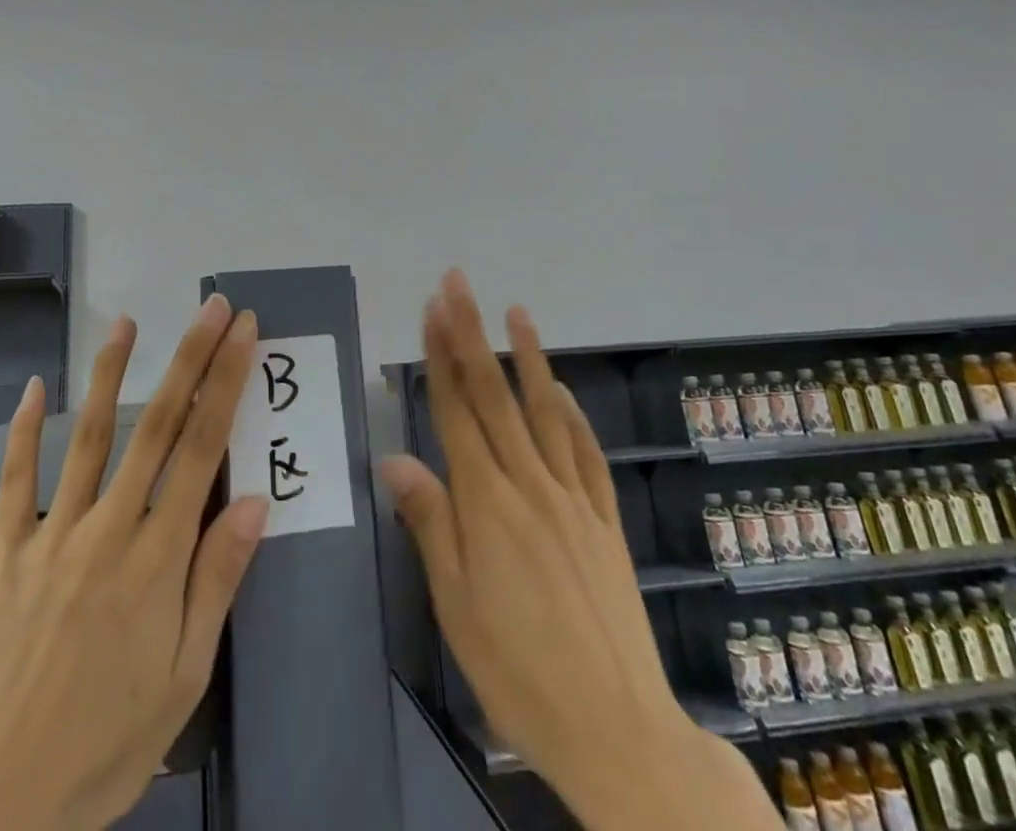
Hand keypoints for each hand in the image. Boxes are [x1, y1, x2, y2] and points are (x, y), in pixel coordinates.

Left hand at [0, 295, 268, 830]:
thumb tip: (256, 502)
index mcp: (157, 558)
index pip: (201, 450)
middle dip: (189, 360)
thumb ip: (217, 581)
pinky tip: (35, 387)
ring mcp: (51, 535)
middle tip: (211, 308)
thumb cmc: (109, 742)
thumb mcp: (185, 676)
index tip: (242, 336)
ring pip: (89, 437)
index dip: (225, 385)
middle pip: (156, 426)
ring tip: (129, 322)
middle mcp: (107, 529)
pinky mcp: (6, 552)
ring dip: (112, 374)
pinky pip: (14, 481)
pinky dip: (24, 431)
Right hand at [379, 271, 777, 830]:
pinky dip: (572, 416)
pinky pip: (586, 455)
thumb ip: (430, 524)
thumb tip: (396, 459)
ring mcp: (573, 500)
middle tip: (458, 284)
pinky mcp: (604, 522)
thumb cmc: (519, 673)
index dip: (441, 356)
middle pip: (494, 396)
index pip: (457, 411)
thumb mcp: (456, 607)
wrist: (619, 731)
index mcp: (487, 504)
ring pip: (544, 412)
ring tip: (516, 310)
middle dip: (471, 334)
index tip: (431, 309)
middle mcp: (530, 486)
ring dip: (527, 357)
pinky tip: (560, 391)